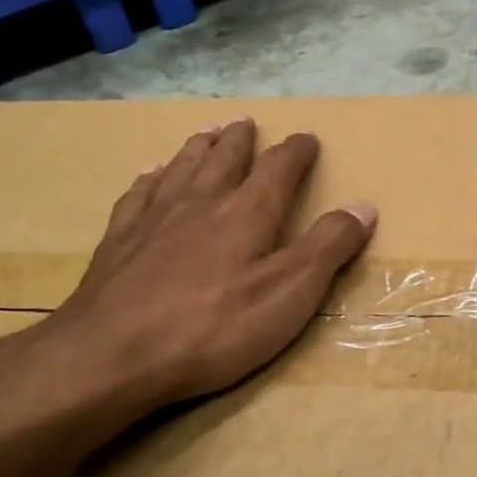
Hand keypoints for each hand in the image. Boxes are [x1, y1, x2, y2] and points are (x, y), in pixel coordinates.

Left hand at [13, 118, 374, 418]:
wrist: (112, 354)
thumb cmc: (214, 328)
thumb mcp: (290, 294)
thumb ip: (328, 247)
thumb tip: (364, 206)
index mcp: (246, 214)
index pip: (278, 170)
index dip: (296, 152)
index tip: (307, 138)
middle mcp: (200, 204)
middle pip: (223, 160)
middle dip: (240, 141)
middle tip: (246, 122)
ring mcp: (154, 220)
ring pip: (180, 169)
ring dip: (198, 148)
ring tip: (206, 133)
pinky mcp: (118, 243)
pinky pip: (138, 195)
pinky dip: (150, 179)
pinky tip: (149, 175)